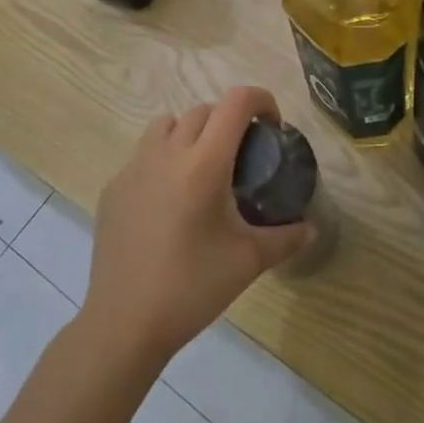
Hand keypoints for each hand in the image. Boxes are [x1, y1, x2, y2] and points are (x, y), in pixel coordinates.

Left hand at [82, 86, 315, 365]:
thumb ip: (286, 238)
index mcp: (203, 164)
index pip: (235, 103)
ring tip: (201, 168)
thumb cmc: (193, 287)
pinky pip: (142, 155)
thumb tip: (311, 228)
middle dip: (228, 120)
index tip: (271, 125)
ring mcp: (133, 168)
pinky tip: (168, 201)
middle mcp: (166, 154)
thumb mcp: (249, 261)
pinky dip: (162, 160)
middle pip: (202, 111)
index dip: (260, 100)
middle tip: (242, 154)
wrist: (126, 322)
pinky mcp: (112, 188)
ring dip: (190, 132)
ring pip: (165, 125)